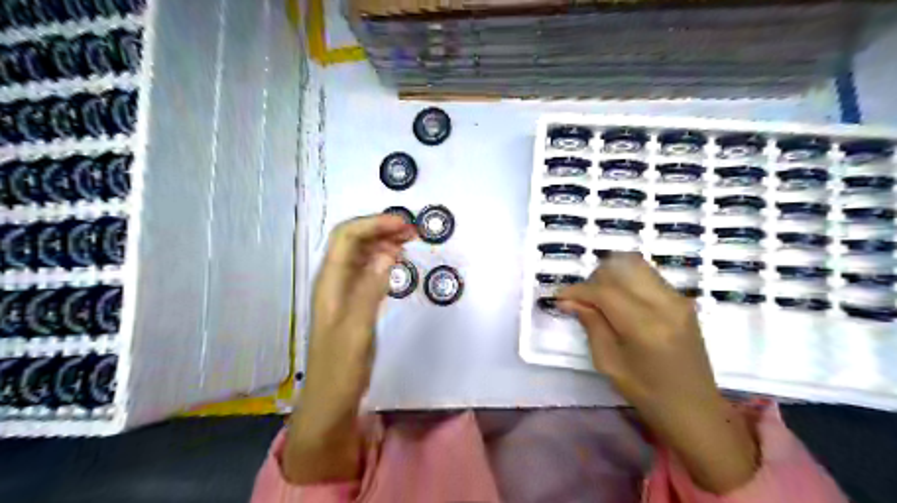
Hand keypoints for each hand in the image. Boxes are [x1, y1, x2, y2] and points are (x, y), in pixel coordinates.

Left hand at [283, 214, 417, 483]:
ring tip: (409, 240)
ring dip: (383, 241)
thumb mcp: (357, 329)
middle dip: (380, 228)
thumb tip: (389, 252)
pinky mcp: (353, 302)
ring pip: (361, 254)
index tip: (404, 225)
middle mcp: (334, 280)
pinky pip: (367, 270)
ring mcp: (342, 291)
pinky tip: (396, 262)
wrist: (330, 401)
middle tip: (412, 230)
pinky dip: (383, 260)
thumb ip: (371, 289)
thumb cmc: (341, 368)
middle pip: (353, 240)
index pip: (347, 236)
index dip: (374, 224)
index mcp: (330, 282)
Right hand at [559, 254, 755, 492]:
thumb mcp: (608, 362)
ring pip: (636, 265)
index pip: (605, 291)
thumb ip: (590, 324)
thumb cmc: (646, 393)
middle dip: (595, 278)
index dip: (578, 290)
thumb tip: (567, 300)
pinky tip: (620, 301)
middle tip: (582, 299)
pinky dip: (628, 281)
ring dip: (612, 276)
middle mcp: (666, 304)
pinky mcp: (683, 301)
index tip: (560, 296)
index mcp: (646, 326)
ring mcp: (678, 299)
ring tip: (600, 298)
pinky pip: (649, 276)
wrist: (693, 408)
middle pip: (622, 267)